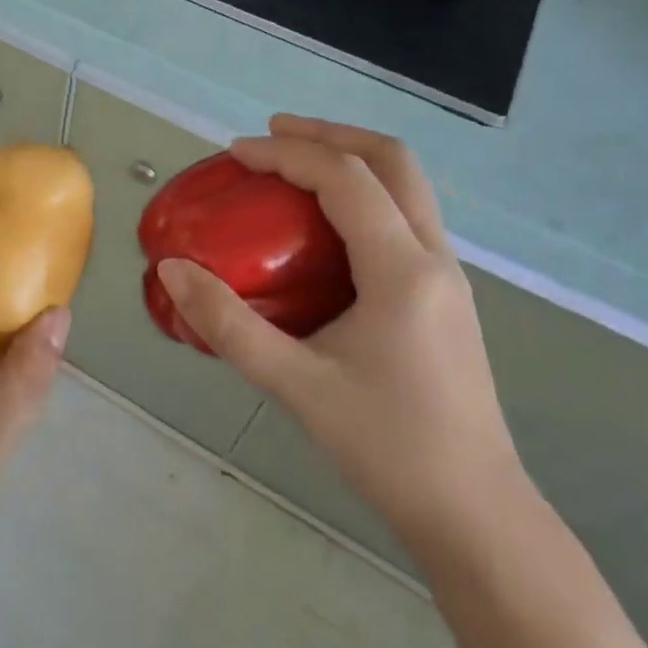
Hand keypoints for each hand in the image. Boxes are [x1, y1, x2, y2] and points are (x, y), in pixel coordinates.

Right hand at [157, 116, 525, 552]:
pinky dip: (363, 193)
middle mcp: (434, 258)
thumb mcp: (294, 385)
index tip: (235, 153)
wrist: (476, 515)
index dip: (288, 154)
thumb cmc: (387, 447)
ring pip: (407, 186)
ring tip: (294, 165)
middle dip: (330, 133)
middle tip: (272, 132)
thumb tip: (171, 269)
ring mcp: (447, 277)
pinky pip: (406, 216)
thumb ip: (227, 324)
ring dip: (351, 158)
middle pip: (393, 161)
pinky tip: (324, 224)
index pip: (345, 178)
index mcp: (402, 270)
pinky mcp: (444, 296)